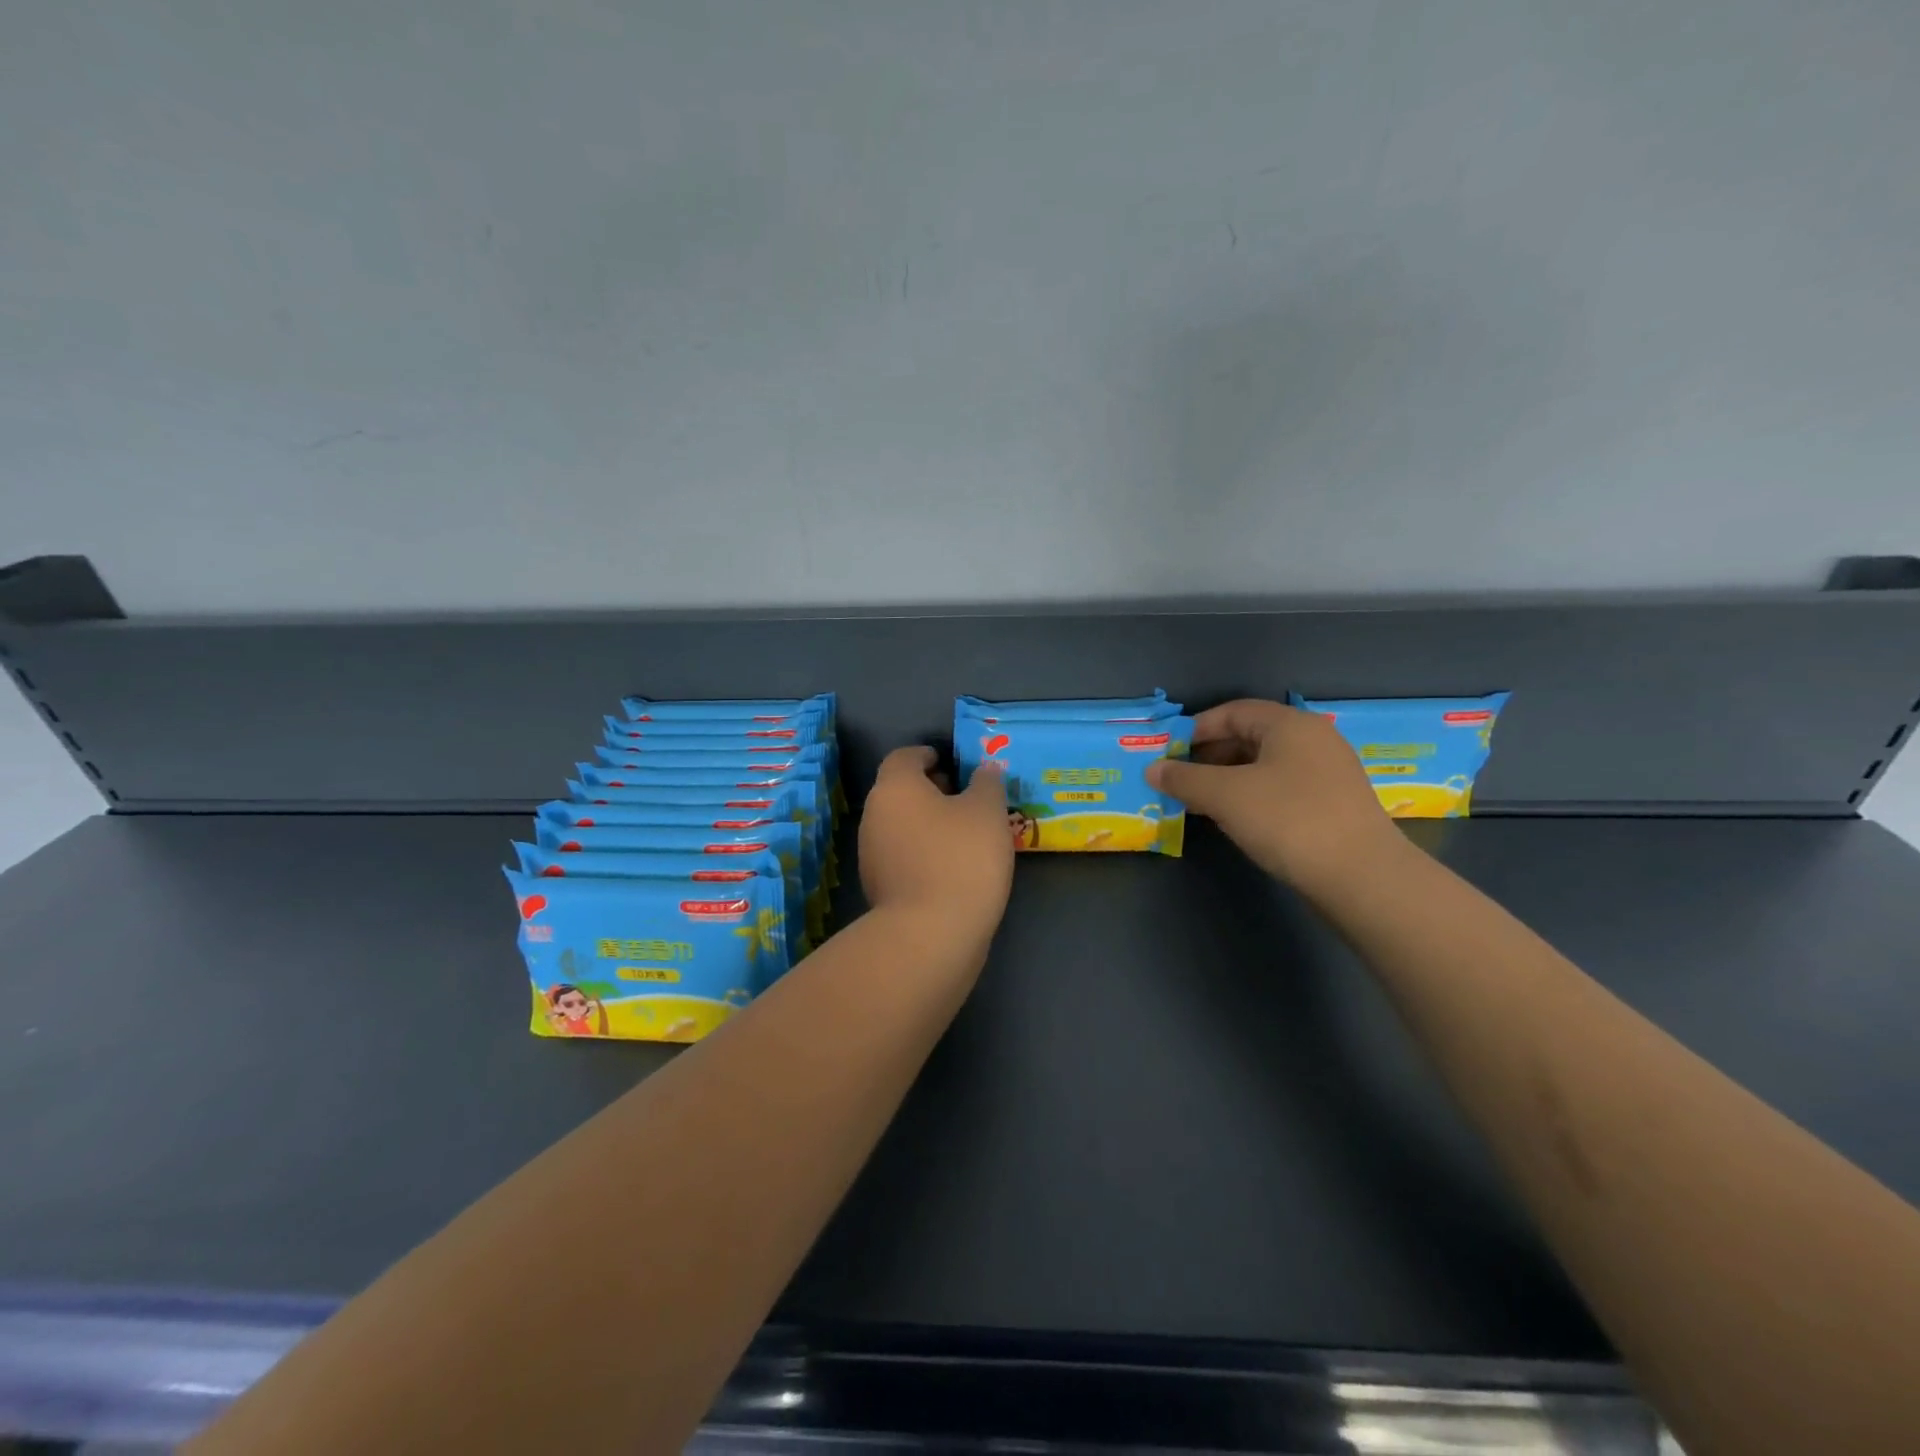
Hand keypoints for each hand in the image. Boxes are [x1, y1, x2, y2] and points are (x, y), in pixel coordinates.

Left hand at [859, 747, 1013, 944]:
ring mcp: (870, 854)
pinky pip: (902, 856)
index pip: (904, 757)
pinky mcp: (878, 888)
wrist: (930, 935)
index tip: (953, 763)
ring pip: (900, 825)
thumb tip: (983, 770)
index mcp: (895, 787)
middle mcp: (874, 815)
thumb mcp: (987, 812)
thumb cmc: (961, 858)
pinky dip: (922, 852)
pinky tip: (952, 867)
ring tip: (965, 834)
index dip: (928, 755)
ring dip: (927, 823)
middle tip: (966, 798)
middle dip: (930, 790)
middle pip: (899, 791)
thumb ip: (987, 783)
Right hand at [1146, 699, 1405, 898]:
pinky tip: (1236, 820)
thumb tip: (1154, 769)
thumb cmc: (1288, 820)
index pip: (1233, 712)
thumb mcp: (1225, 796)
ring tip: (1199, 803)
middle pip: (1250, 736)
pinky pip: (1282, 788)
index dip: (1196, 729)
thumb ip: (1184, 779)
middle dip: (1209, 756)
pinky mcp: (1334, 804)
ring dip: (1228, 779)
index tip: (1168, 753)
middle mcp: (1313, 739)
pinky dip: (1252, 796)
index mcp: (1290, 724)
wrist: (1362, 877)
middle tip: (1180, 780)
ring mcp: (1328, 773)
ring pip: (1265, 765)